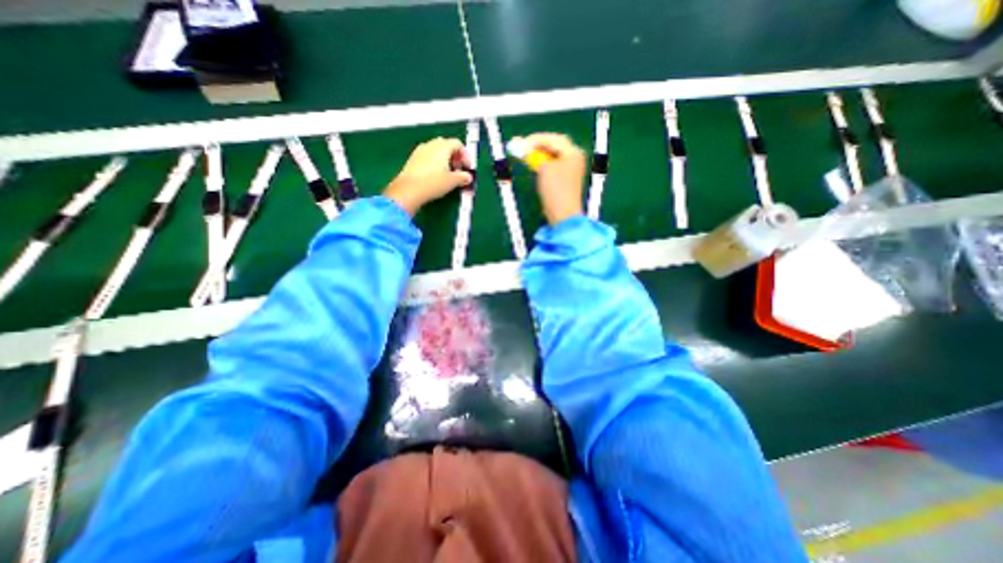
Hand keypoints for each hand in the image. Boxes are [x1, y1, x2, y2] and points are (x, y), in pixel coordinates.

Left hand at [383, 136, 471, 214]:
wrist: (409, 190)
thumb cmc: (432, 183)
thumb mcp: (452, 181)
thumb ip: (463, 177)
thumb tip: (468, 177)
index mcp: (442, 147)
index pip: (457, 144)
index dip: (465, 155)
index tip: (467, 167)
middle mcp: (431, 145)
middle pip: (447, 145)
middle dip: (455, 156)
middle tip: (459, 169)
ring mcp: (420, 151)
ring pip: (436, 150)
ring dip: (445, 159)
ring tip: (448, 173)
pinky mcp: (413, 159)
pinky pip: (428, 156)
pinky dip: (435, 162)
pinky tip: (436, 175)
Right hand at [522, 132, 583, 224]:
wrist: (563, 213)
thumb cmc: (556, 189)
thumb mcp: (544, 168)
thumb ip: (535, 156)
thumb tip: (527, 149)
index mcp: (573, 153)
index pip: (554, 139)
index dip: (537, 139)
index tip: (522, 142)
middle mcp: (575, 159)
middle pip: (555, 147)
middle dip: (538, 146)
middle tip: (523, 148)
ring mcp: (572, 171)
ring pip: (553, 157)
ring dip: (540, 156)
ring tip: (527, 157)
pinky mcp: (566, 181)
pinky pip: (554, 168)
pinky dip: (543, 165)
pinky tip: (535, 167)